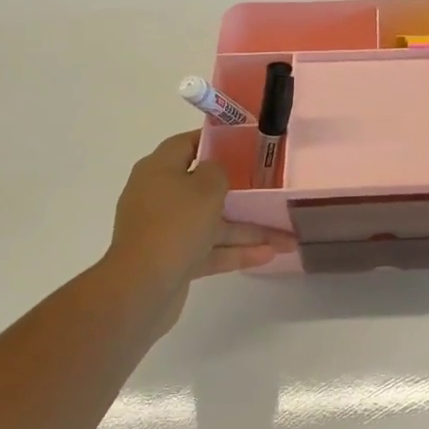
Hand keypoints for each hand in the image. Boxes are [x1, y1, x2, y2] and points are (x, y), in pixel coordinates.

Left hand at [100, 131, 285, 330]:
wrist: (141, 287)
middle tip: (271, 190)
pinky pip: (210, 249)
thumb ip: (218, 170)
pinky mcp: (173, 259)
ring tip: (287, 238)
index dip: (215, 141)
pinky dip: (236, 251)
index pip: (186, 144)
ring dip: (247, 229)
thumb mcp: (206, 187)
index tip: (245, 143)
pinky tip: (269, 254)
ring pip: (212, 223)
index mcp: (158, 170)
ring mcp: (165, 230)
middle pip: (204, 187)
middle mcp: (159, 196)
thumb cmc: (175, 224)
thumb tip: (214, 171)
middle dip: (241, 193)